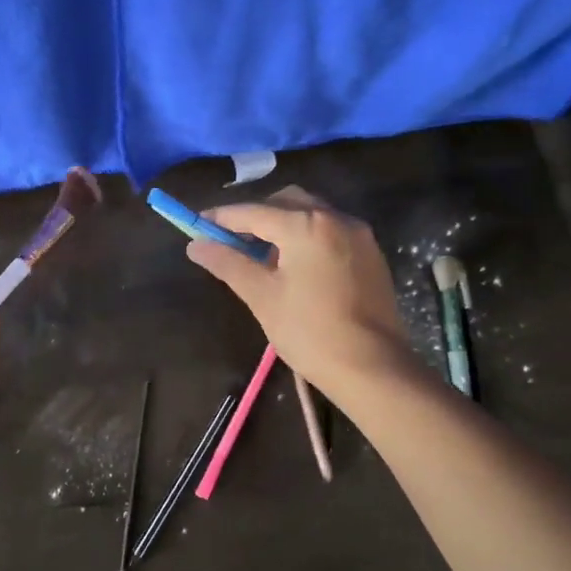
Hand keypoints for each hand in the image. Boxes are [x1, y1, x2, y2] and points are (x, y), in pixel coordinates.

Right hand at [185, 186, 412, 388]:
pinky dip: (307, 236)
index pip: (253, 211)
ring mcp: (358, 234)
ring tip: (263, 256)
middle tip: (231, 240)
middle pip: (286, 202)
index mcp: (306, 225)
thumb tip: (196, 245)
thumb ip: (228, 263)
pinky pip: (330, 230)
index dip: (221, 217)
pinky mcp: (371, 254)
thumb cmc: (310, 332)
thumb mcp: (262, 296)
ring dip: (283, 224)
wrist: (373, 369)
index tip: (197, 224)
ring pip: (311, 213)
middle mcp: (335, 218)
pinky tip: (296, 266)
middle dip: (256, 215)